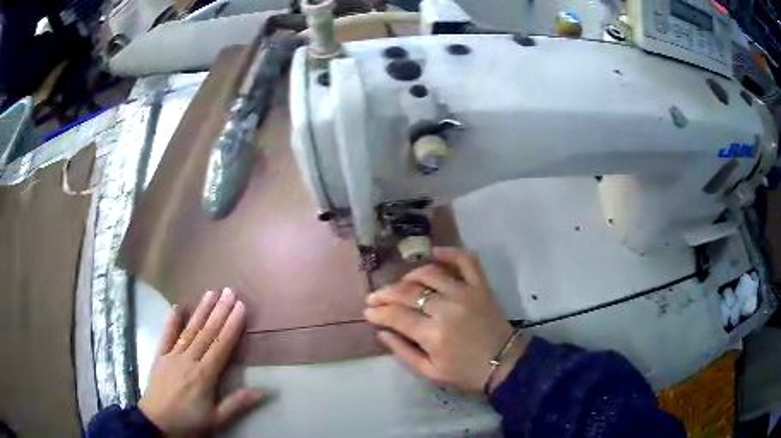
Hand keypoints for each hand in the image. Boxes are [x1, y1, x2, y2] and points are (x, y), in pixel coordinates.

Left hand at [139, 288, 262, 435]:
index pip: (221, 345)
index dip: (232, 325)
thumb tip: (264, 391)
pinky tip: (178, 306)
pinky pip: (166, 335)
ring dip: (201, 311)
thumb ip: (238, 403)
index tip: (241, 307)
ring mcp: (173, 355)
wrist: (157, 422)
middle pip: (207, 333)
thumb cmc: (190, 422)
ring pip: (190, 330)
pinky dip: (172, 320)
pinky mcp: (160, 356)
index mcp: (205, 375)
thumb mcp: (217, 419)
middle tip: (230, 291)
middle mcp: (189, 360)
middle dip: (219, 311)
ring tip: (211, 293)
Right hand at [364, 247, 527, 393]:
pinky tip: (434, 253)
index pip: (396, 316)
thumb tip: (381, 332)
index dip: (378, 312)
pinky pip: (466, 260)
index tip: (368, 311)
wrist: (503, 362)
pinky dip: (450, 252)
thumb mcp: (429, 372)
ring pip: (430, 273)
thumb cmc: (464, 371)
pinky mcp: (481, 286)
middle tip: (374, 297)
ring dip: (410, 276)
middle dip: (385, 293)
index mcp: (433, 334)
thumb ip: (403, 352)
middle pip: (408, 292)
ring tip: (401, 284)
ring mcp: (465, 292)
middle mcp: (447, 308)